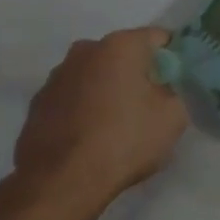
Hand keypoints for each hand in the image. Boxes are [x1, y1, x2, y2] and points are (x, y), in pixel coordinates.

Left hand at [13, 27, 188, 201]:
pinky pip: (74, 97)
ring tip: (120, 125)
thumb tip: (168, 87)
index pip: (159, 38)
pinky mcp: (39, 103)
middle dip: (140, 74)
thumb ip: (178, 91)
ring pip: (96, 75)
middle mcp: (84, 50)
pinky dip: (86, 108)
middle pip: (125, 55)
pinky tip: (93, 136)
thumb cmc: (125, 140)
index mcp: (120, 45)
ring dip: (110, 90)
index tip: (180, 83)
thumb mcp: (173, 116)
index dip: (174, 59)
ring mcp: (56, 76)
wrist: (62, 181)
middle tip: (153, 105)